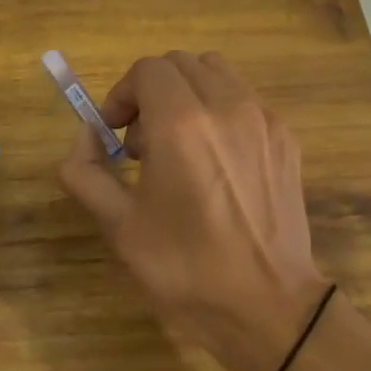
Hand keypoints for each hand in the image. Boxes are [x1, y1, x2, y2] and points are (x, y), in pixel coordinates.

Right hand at [58, 52, 328, 370]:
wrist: (268, 306)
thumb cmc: (185, 268)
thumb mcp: (118, 225)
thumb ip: (85, 171)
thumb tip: (86, 138)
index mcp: (182, 125)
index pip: (147, 70)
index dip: (121, 94)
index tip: (113, 133)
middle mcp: (227, 108)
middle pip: (180, 64)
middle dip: (150, 92)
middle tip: (140, 142)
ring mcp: (263, 120)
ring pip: (215, 73)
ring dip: (186, 94)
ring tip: (178, 145)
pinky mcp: (285, 138)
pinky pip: (243, 99)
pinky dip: (218, 111)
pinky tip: (213, 162)